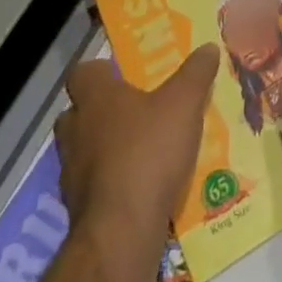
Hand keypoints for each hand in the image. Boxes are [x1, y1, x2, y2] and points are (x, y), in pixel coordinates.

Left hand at [55, 43, 218, 247]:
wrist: (121, 234)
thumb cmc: (148, 152)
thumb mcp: (185, 103)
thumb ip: (196, 73)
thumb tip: (208, 47)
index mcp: (96, 99)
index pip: (82, 74)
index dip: (100, 72)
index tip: (121, 74)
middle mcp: (76, 133)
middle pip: (77, 114)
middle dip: (100, 112)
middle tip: (133, 110)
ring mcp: (73, 176)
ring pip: (85, 152)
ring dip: (106, 150)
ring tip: (142, 150)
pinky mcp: (80, 212)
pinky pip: (95, 187)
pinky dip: (113, 184)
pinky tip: (141, 187)